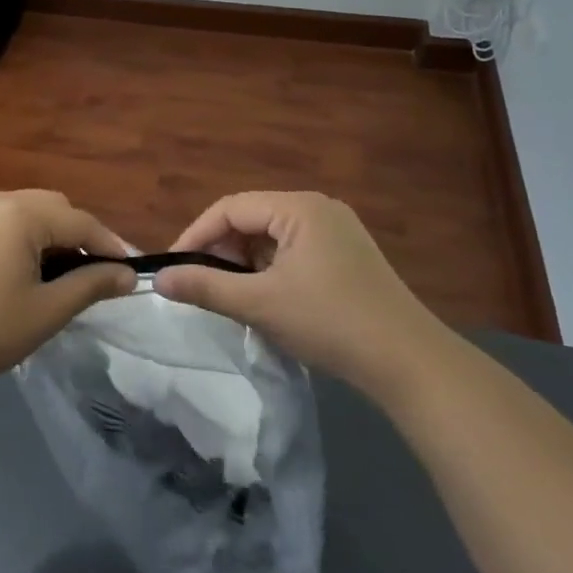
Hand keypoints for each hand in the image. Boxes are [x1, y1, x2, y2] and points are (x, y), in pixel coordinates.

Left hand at [0, 190, 134, 391]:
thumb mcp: (47, 310)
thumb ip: (90, 285)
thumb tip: (126, 275)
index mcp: (20, 213)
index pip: (79, 220)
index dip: (109, 244)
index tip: (130, 271)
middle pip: (53, 207)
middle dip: (79, 235)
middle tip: (95, 273)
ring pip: (27, 211)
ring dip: (51, 234)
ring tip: (63, 273)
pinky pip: (2, 220)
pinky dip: (23, 236)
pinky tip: (25, 269)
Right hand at [154, 191, 455, 399]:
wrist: (412, 365)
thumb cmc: (331, 323)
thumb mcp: (260, 304)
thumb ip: (205, 286)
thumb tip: (159, 279)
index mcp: (299, 207)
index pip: (230, 208)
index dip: (196, 235)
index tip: (174, 267)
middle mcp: (318, 208)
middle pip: (251, 219)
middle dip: (222, 250)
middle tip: (202, 284)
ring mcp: (337, 232)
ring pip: (272, 238)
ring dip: (246, 263)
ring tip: (231, 296)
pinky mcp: (347, 257)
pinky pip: (293, 252)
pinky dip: (271, 271)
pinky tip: (267, 300)